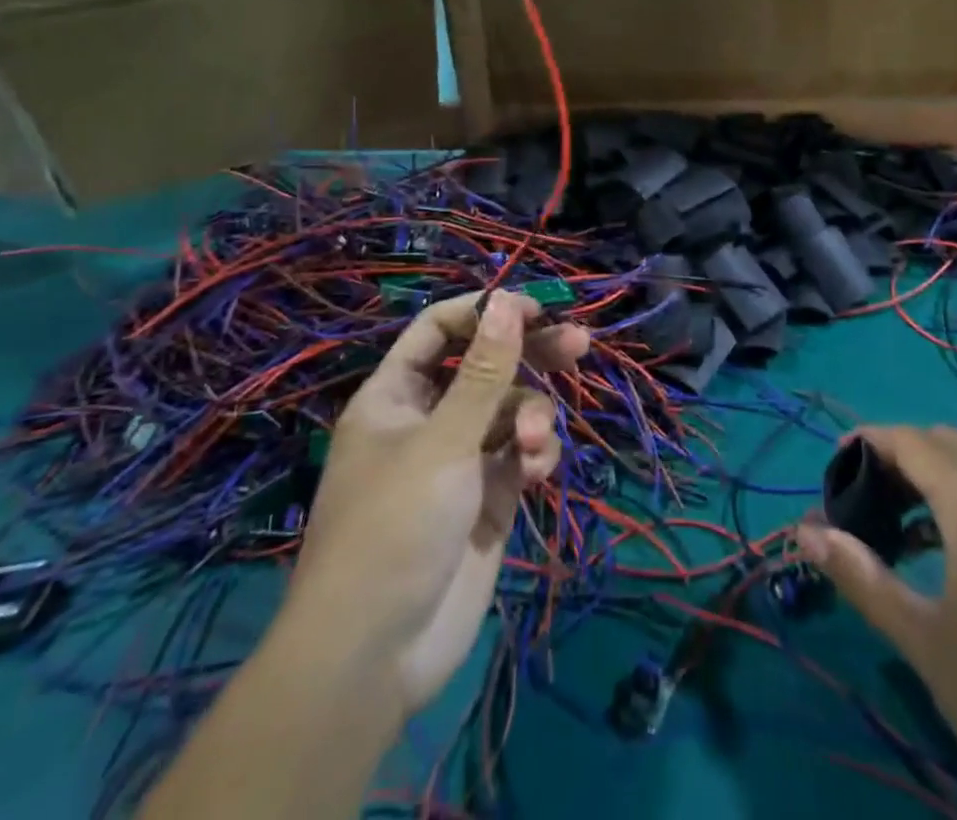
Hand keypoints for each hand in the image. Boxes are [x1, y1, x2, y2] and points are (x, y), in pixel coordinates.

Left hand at [285, 292, 588, 712]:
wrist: (377, 656)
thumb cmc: (396, 528)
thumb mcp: (443, 441)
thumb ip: (484, 371)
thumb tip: (509, 301)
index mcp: (397, 397)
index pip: (440, 331)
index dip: (484, 314)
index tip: (534, 309)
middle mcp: (428, 421)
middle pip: (486, 367)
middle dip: (530, 355)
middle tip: (579, 343)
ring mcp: (460, 461)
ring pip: (510, 412)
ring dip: (531, 418)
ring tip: (532, 445)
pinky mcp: (488, 499)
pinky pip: (519, 456)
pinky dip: (533, 456)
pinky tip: (536, 471)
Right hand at [798, 427, 956, 819]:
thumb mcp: (923, 640)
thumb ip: (860, 576)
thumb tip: (805, 532)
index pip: (910, 441)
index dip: (866, 442)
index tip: (831, 468)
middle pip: (945, 443)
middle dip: (898, 455)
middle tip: (862, 498)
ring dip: (933, 477)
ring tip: (897, 528)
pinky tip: (950, 553)